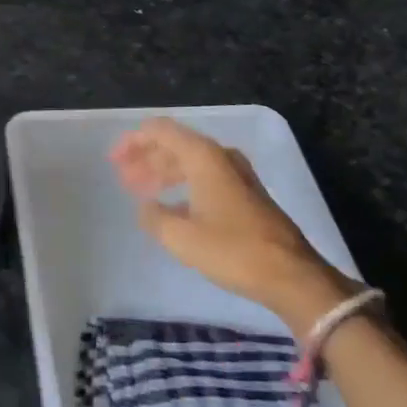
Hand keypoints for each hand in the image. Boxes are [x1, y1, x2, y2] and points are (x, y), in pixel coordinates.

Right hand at [109, 117, 357, 334]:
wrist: (292, 276)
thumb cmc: (234, 250)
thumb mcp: (182, 237)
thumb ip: (155, 218)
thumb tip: (145, 207)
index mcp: (203, 156)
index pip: (160, 131)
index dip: (134, 141)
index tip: (114, 159)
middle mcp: (220, 156)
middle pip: (175, 144)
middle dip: (146, 158)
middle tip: (123, 177)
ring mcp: (236, 174)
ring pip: (190, 161)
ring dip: (163, 172)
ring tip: (141, 191)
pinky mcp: (246, 194)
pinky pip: (204, 176)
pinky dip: (182, 184)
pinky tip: (171, 207)